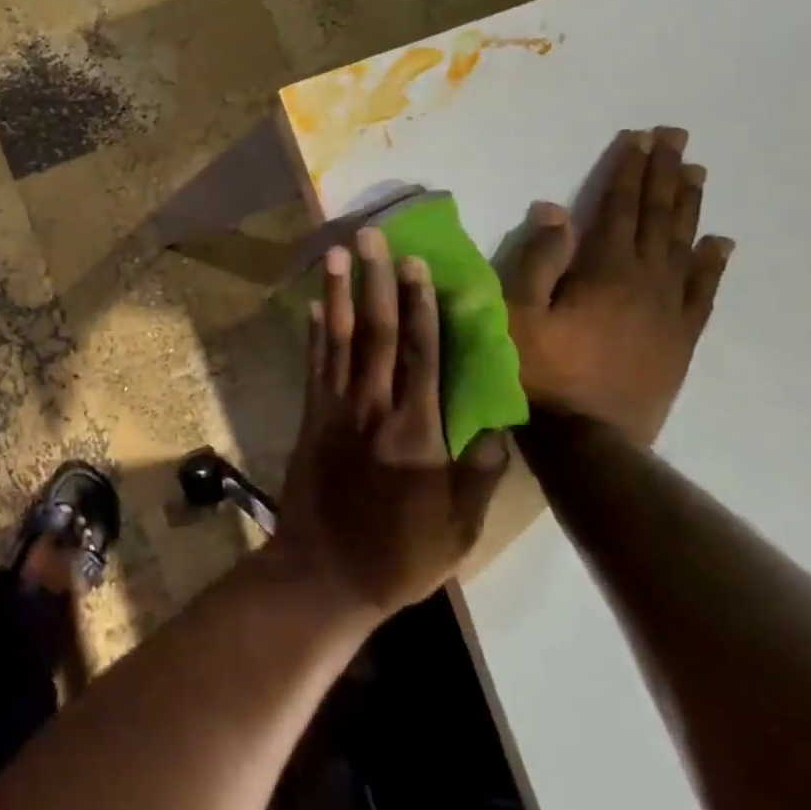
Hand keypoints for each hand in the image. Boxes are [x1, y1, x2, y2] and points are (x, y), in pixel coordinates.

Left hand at [275, 228, 510, 617]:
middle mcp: (373, 409)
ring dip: (338, 293)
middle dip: (375, 281)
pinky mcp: (310, 420)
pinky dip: (314, 334)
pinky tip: (314, 306)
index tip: (417, 263)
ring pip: (339, 340)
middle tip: (370, 235)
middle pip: (376, 333)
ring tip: (336, 252)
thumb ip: (478, 473)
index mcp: (417, 433)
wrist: (324, 574)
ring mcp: (335, 411)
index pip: (421, 355)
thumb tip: (500, 423)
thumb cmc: (400, 556)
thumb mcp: (458, 528)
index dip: (420, 306)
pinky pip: (313, 367)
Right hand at [505, 127, 733, 446]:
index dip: (628, 171)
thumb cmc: (538, 373)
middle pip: (657, 218)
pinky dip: (712, 264)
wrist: (587, 440)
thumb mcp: (516, 314)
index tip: (641, 137)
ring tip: (695, 173)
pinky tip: (721, 243)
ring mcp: (670, 311)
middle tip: (675, 138)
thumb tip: (553, 209)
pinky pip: (703, 292)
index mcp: (604, 271)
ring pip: (684, 246)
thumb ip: (537, 260)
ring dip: (688, 207)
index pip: (618, 208)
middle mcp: (646, 281)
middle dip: (663, 175)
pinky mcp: (680, 340)